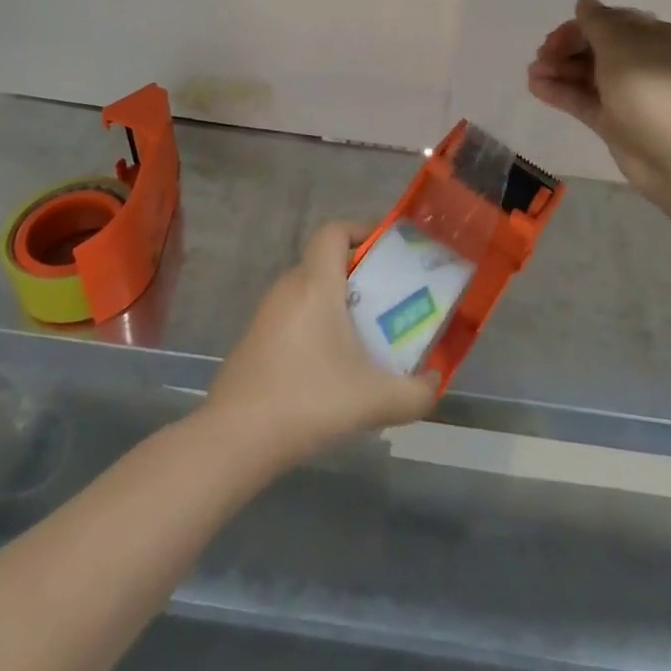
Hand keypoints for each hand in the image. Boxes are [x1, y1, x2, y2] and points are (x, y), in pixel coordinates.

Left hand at [206, 221, 438, 471]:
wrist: (235, 440)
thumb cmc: (308, 400)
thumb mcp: (375, 400)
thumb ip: (416, 392)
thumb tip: (436, 381)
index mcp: (316, 283)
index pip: (334, 230)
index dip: (361, 230)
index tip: (388, 254)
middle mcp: (289, 287)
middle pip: (326, 261)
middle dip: (360, 275)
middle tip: (389, 302)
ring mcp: (267, 314)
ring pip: (310, 291)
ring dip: (338, 304)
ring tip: (366, 338)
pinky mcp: (255, 341)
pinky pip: (294, 316)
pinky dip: (317, 327)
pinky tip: (331, 369)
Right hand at [527, 0, 670, 203]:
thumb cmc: (649, 86)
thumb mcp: (619, 43)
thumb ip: (596, 21)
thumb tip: (585, 3)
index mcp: (652, 36)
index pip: (609, 22)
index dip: (579, 26)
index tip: (555, 38)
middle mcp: (641, 61)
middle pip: (595, 47)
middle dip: (565, 49)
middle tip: (541, 56)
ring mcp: (627, 93)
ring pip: (587, 74)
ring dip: (558, 70)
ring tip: (532, 74)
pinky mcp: (615, 121)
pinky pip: (584, 99)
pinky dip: (561, 92)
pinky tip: (536, 88)